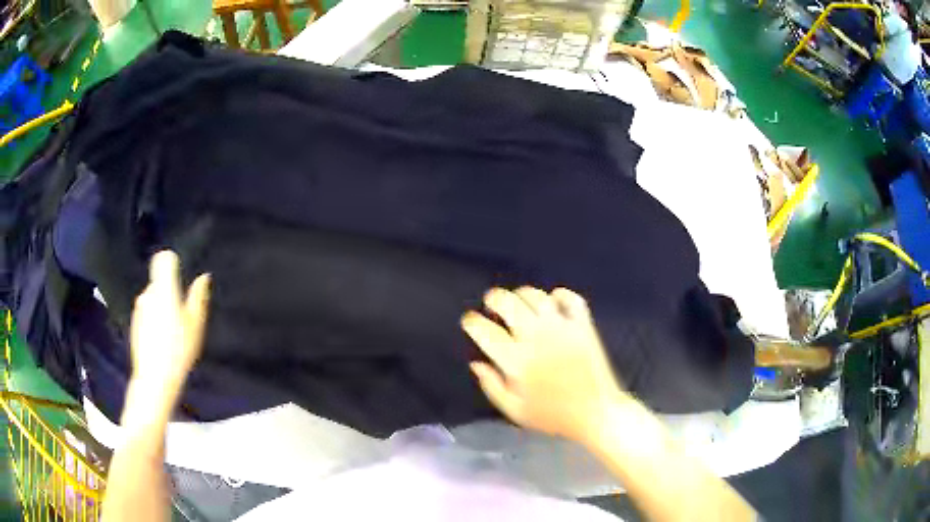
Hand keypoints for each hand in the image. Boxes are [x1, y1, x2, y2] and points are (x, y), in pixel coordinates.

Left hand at [129, 251, 209, 393]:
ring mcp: (139, 308)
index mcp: (164, 289)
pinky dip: (153, 319)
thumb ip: (198, 298)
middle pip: (159, 281)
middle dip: (169, 291)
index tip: (180, 277)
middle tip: (182, 316)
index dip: (172, 262)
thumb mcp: (195, 325)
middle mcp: (148, 293)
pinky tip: (161, 340)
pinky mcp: (134, 322)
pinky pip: (146, 312)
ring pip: (153, 297)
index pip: (164, 259)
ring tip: (172, 332)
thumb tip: (203, 277)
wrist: (154, 378)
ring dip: (161, 306)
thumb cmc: (178, 350)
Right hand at [462, 287, 627, 443]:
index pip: (485, 330)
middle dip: (493, 299)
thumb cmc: (553, 415)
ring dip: (522, 294)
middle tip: (491, 305)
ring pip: (536, 295)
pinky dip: (560, 295)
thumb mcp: (515, 411)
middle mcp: (536, 337)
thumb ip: (492, 386)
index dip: (472, 322)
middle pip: (508, 302)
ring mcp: (562, 328)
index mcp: (516, 360)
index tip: (470, 322)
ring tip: (519, 302)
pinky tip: (553, 302)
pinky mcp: (583, 325)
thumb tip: (476, 363)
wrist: (596, 413)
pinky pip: (571, 298)